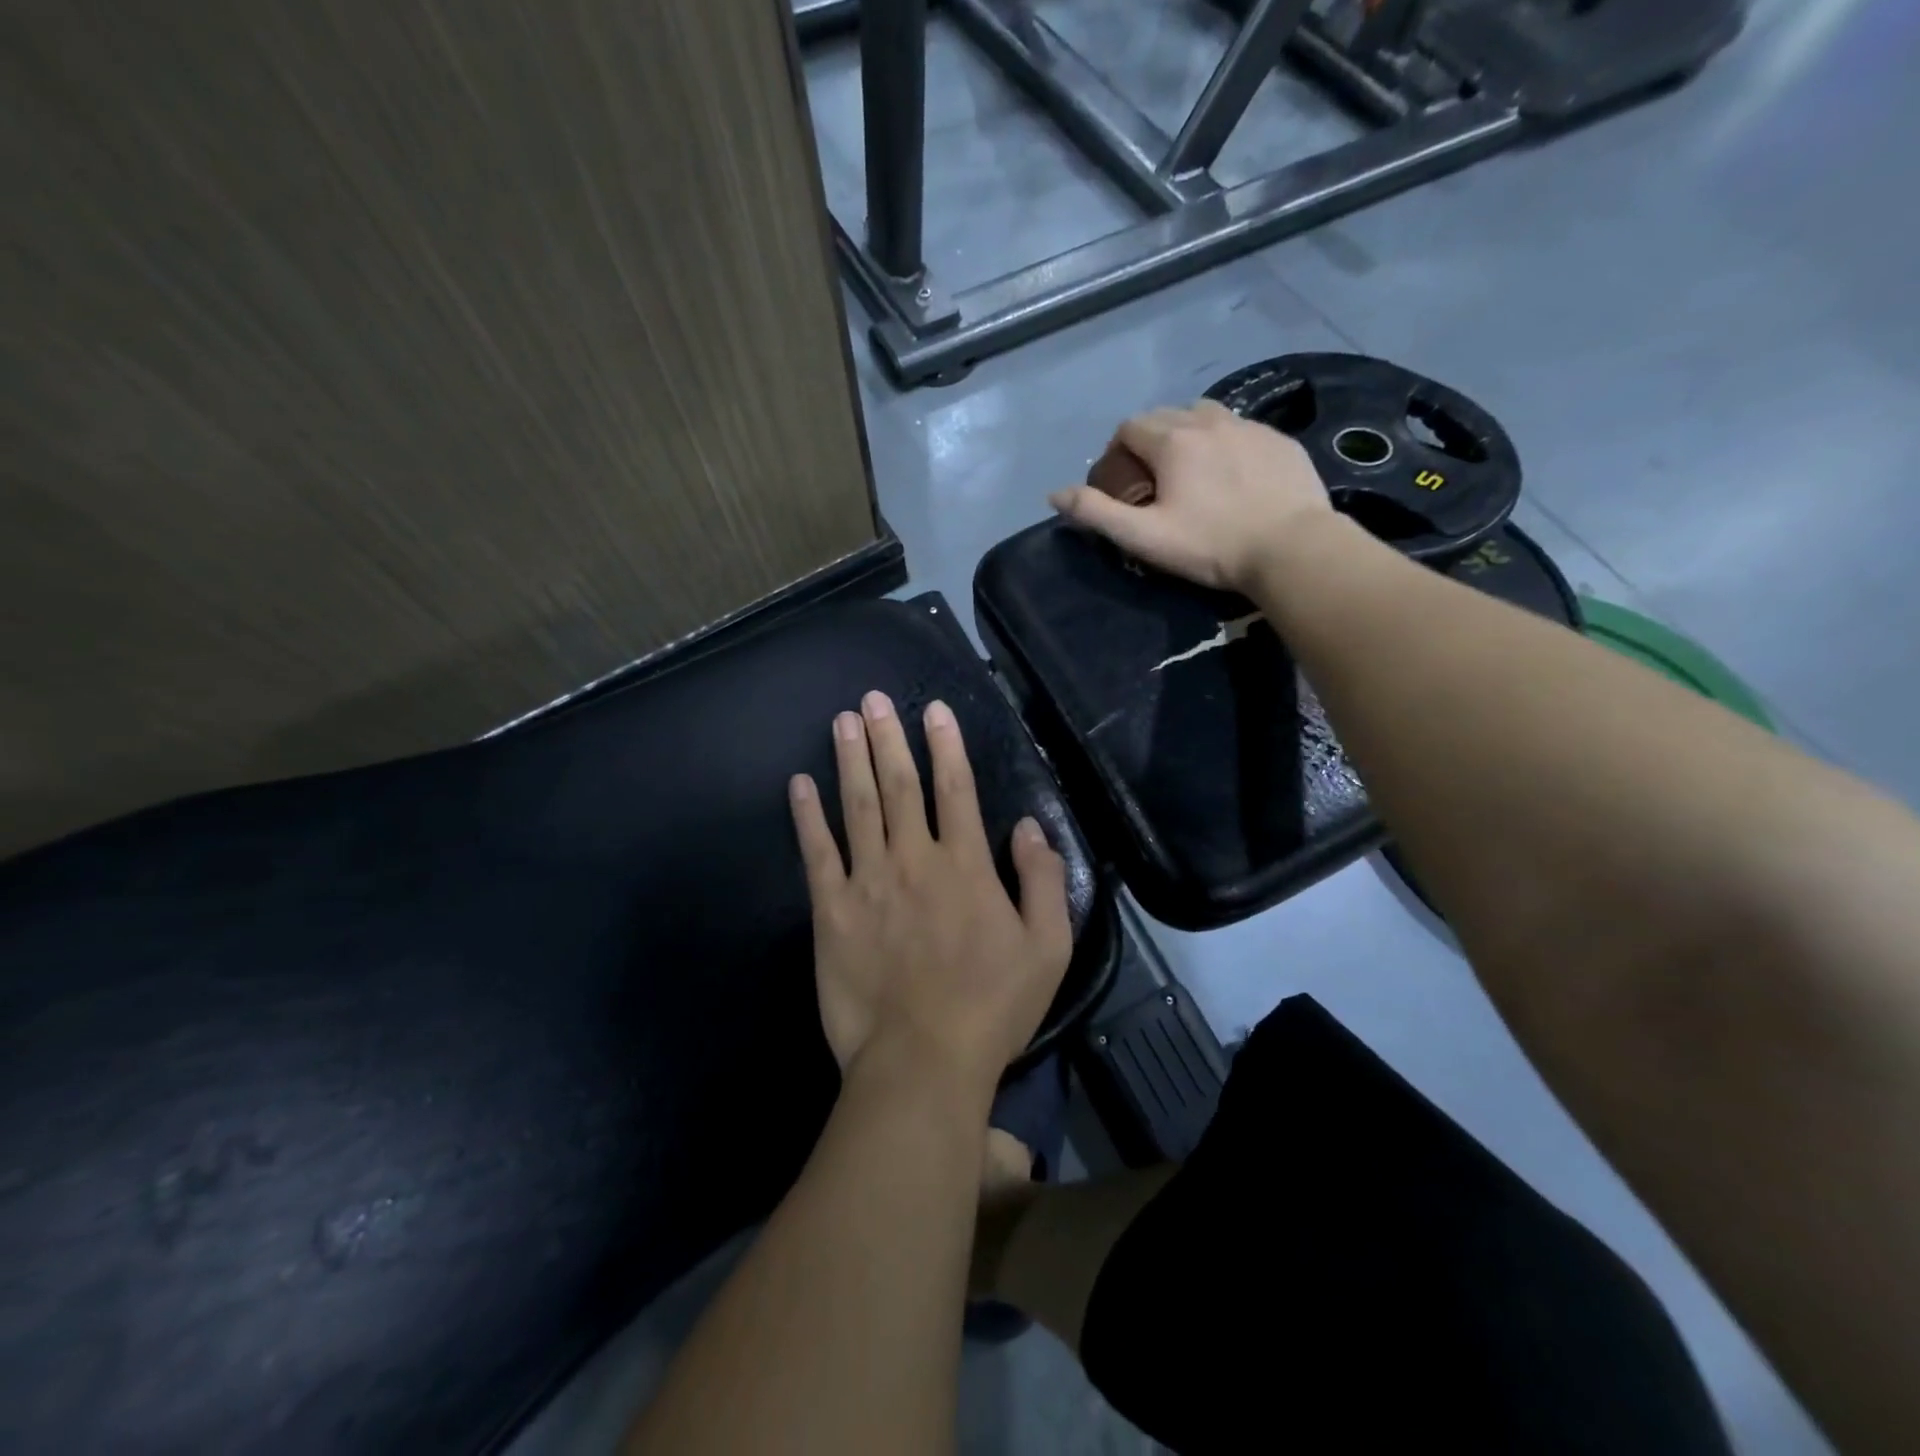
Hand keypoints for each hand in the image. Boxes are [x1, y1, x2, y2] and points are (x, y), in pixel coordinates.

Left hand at [789, 691, 1073, 1099]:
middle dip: (888, 738)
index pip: (956, 790)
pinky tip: (800, 785)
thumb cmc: (992, 1007)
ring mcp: (867, 882)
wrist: (922, 1060)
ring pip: (858, 807)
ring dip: (850, 760)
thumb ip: (1043, 880)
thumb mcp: (1048, 947)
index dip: (946, 745)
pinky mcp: (830, 911)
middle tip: (874, 699)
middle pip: (900, 786)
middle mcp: (914, 859)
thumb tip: (1029, 826)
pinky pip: (816, 853)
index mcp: (965, 865)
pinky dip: (807, 817)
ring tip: (843, 721)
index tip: (933, 710)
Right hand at [1049, 400, 1335, 592]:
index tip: (1123, 482)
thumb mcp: (1144, 537)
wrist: (1291, 549)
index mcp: (1172, 440)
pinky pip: (1242, 430)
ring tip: (1195, 473)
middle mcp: (1209, 421)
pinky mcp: (1281, 440)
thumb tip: (1053, 494)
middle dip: (1151, 439)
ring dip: (1190, 435)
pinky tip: (1235, 478)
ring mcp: (1250, 426)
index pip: (1129, 427)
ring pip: (1207, 416)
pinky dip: (1227, 444)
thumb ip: (1096, 512)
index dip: (1117, 451)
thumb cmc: (1211, 545)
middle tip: (1155, 480)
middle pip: (1166, 414)